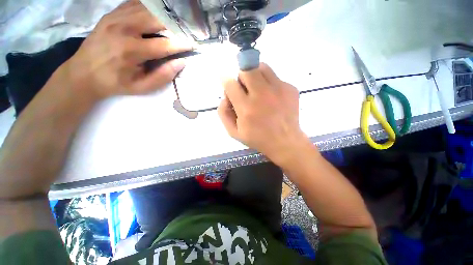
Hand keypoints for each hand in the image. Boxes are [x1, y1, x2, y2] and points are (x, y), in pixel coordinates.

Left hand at [62, 0, 191, 98]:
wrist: (83, 73)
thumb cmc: (115, 83)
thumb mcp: (141, 87)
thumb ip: (163, 75)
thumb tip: (181, 63)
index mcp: (131, 51)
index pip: (164, 44)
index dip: (181, 44)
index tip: (193, 44)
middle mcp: (123, 29)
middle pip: (156, 19)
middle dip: (174, 25)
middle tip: (185, 32)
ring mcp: (115, 18)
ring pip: (147, 8)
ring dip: (164, 15)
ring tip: (175, 23)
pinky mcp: (111, 14)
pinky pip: (134, 4)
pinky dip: (149, 7)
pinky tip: (157, 14)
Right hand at [218, 63, 310, 163]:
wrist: (285, 142)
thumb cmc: (258, 138)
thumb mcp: (234, 132)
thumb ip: (223, 112)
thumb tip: (225, 95)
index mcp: (246, 109)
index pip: (230, 84)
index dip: (226, 82)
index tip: (229, 86)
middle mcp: (262, 96)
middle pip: (247, 70)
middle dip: (242, 78)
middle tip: (245, 89)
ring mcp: (279, 90)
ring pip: (262, 67)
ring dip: (256, 76)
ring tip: (258, 90)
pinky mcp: (291, 88)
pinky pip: (275, 77)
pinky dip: (270, 84)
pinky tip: (272, 99)